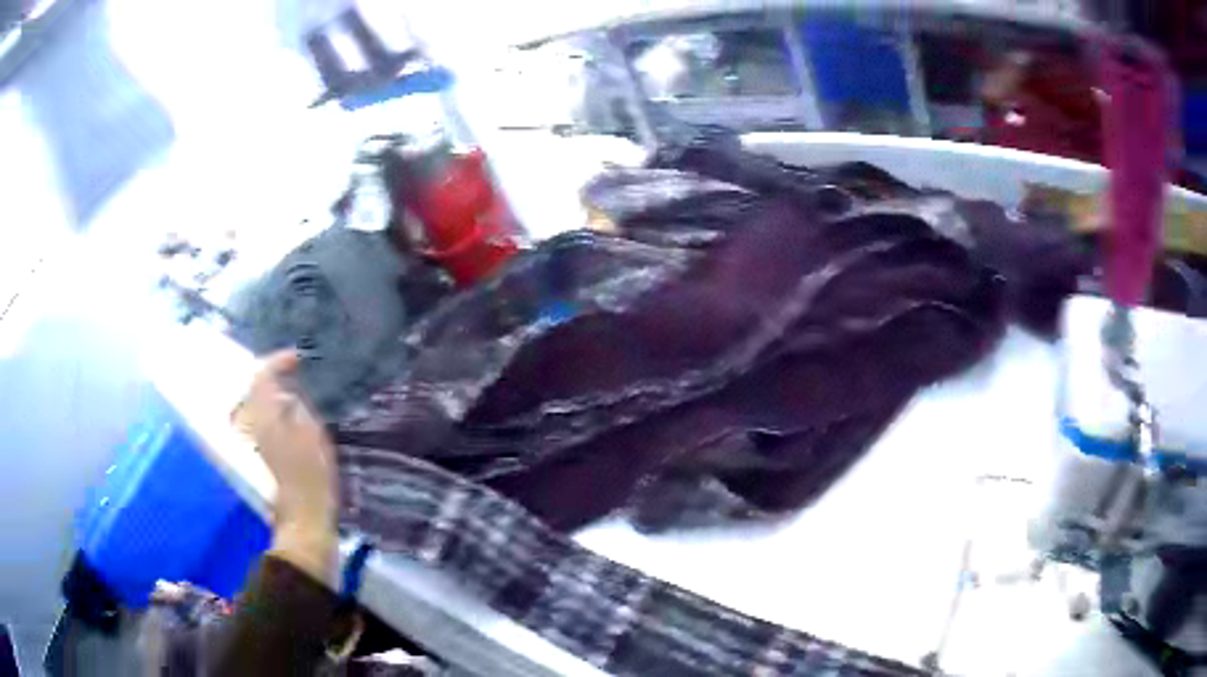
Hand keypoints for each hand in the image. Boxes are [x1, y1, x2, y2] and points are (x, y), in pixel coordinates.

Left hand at [235, 351, 337, 580]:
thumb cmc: (311, 479)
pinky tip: (285, 419)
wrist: (302, 519)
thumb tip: (287, 397)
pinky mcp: (257, 458)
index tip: (297, 358)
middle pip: (252, 390)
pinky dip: (269, 413)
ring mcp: (251, 443)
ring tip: (289, 394)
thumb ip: (297, 409)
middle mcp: (251, 425)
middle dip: (269, 378)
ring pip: (253, 407)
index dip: (278, 362)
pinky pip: (258, 423)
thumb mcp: (313, 436)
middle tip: (291, 374)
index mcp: (264, 416)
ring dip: (268, 395)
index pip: (262, 377)